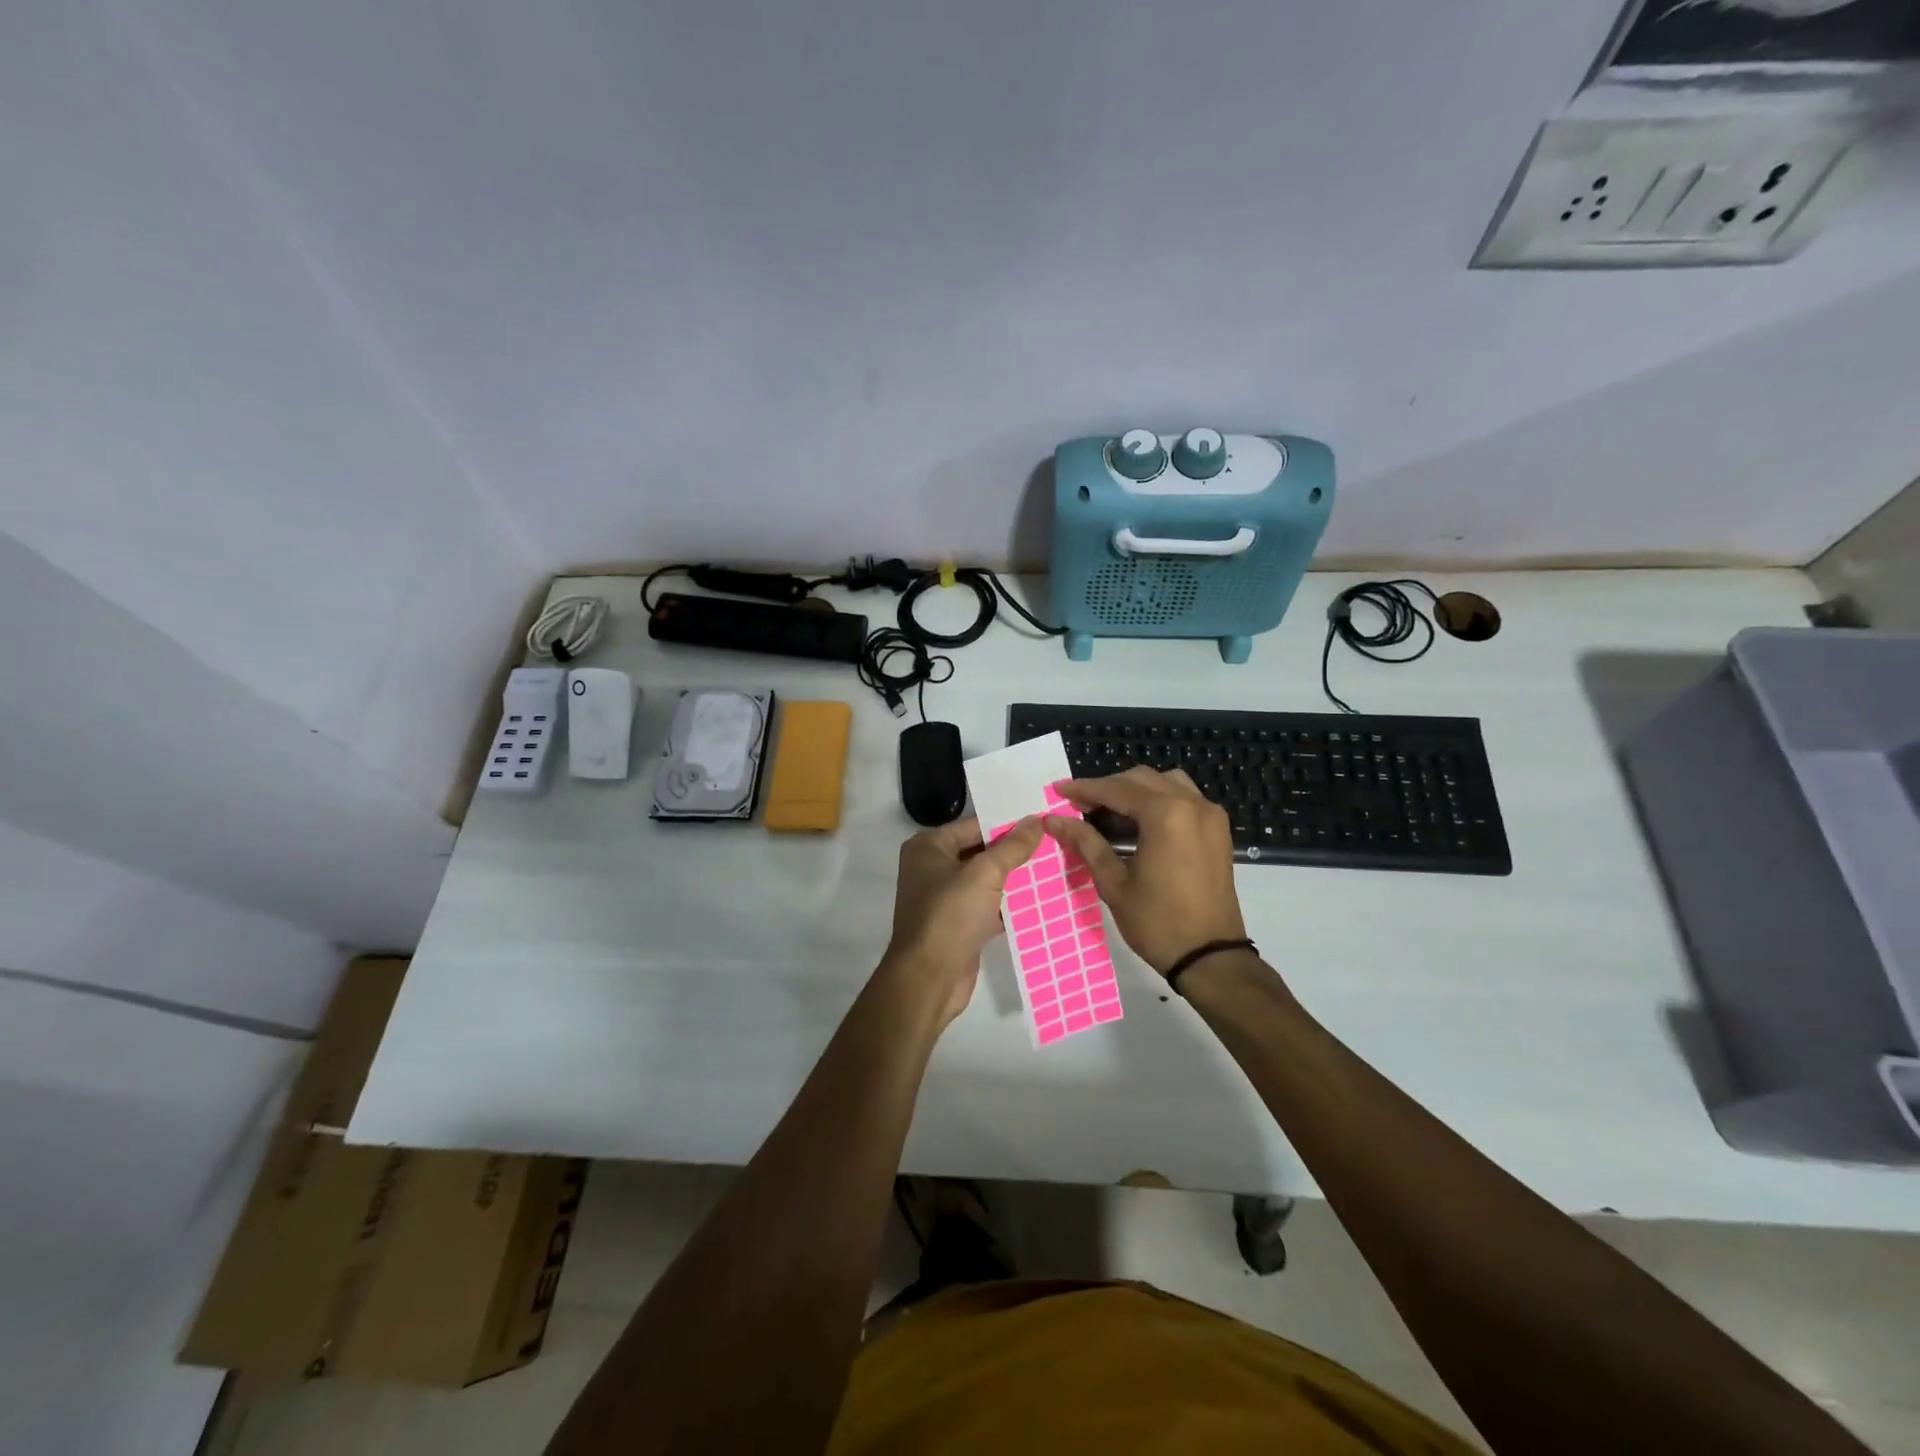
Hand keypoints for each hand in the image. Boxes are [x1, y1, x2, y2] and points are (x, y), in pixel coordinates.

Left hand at [881, 815, 1044, 1028]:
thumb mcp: (985, 874)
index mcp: (929, 847)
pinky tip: (1040, 900)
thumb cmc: (950, 915)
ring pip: (986, 880)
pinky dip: (1009, 903)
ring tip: (1054, 867)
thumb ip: (1012, 846)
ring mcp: (944, 898)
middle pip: (981, 851)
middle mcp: (932, 867)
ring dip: (1014, 878)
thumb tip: (1037, 820)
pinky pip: (988, 905)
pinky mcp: (958, 924)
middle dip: (1014, 851)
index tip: (1043, 820)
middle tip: (1054, 843)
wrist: (930, 978)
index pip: (975, 825)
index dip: (1008, 823)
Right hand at [1042, 768, 1247, 977]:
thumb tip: (1053, 820)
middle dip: (1108, 788)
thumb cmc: (1157, 922)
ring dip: (1135, 790)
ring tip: (1109, 811)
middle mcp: (1192, 804)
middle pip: (1141, 780)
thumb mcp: (1113, 882)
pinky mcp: (1218, 830)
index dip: (1084, 789)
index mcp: (1166, 814)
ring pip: (1166, 783)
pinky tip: (1139, 821)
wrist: (1210, 957)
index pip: (1116, 789)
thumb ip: (1085, 843)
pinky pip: (1185, 798)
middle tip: (1079, 806)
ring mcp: (1210, 815)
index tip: (1059, 792)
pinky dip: (1159, 799)